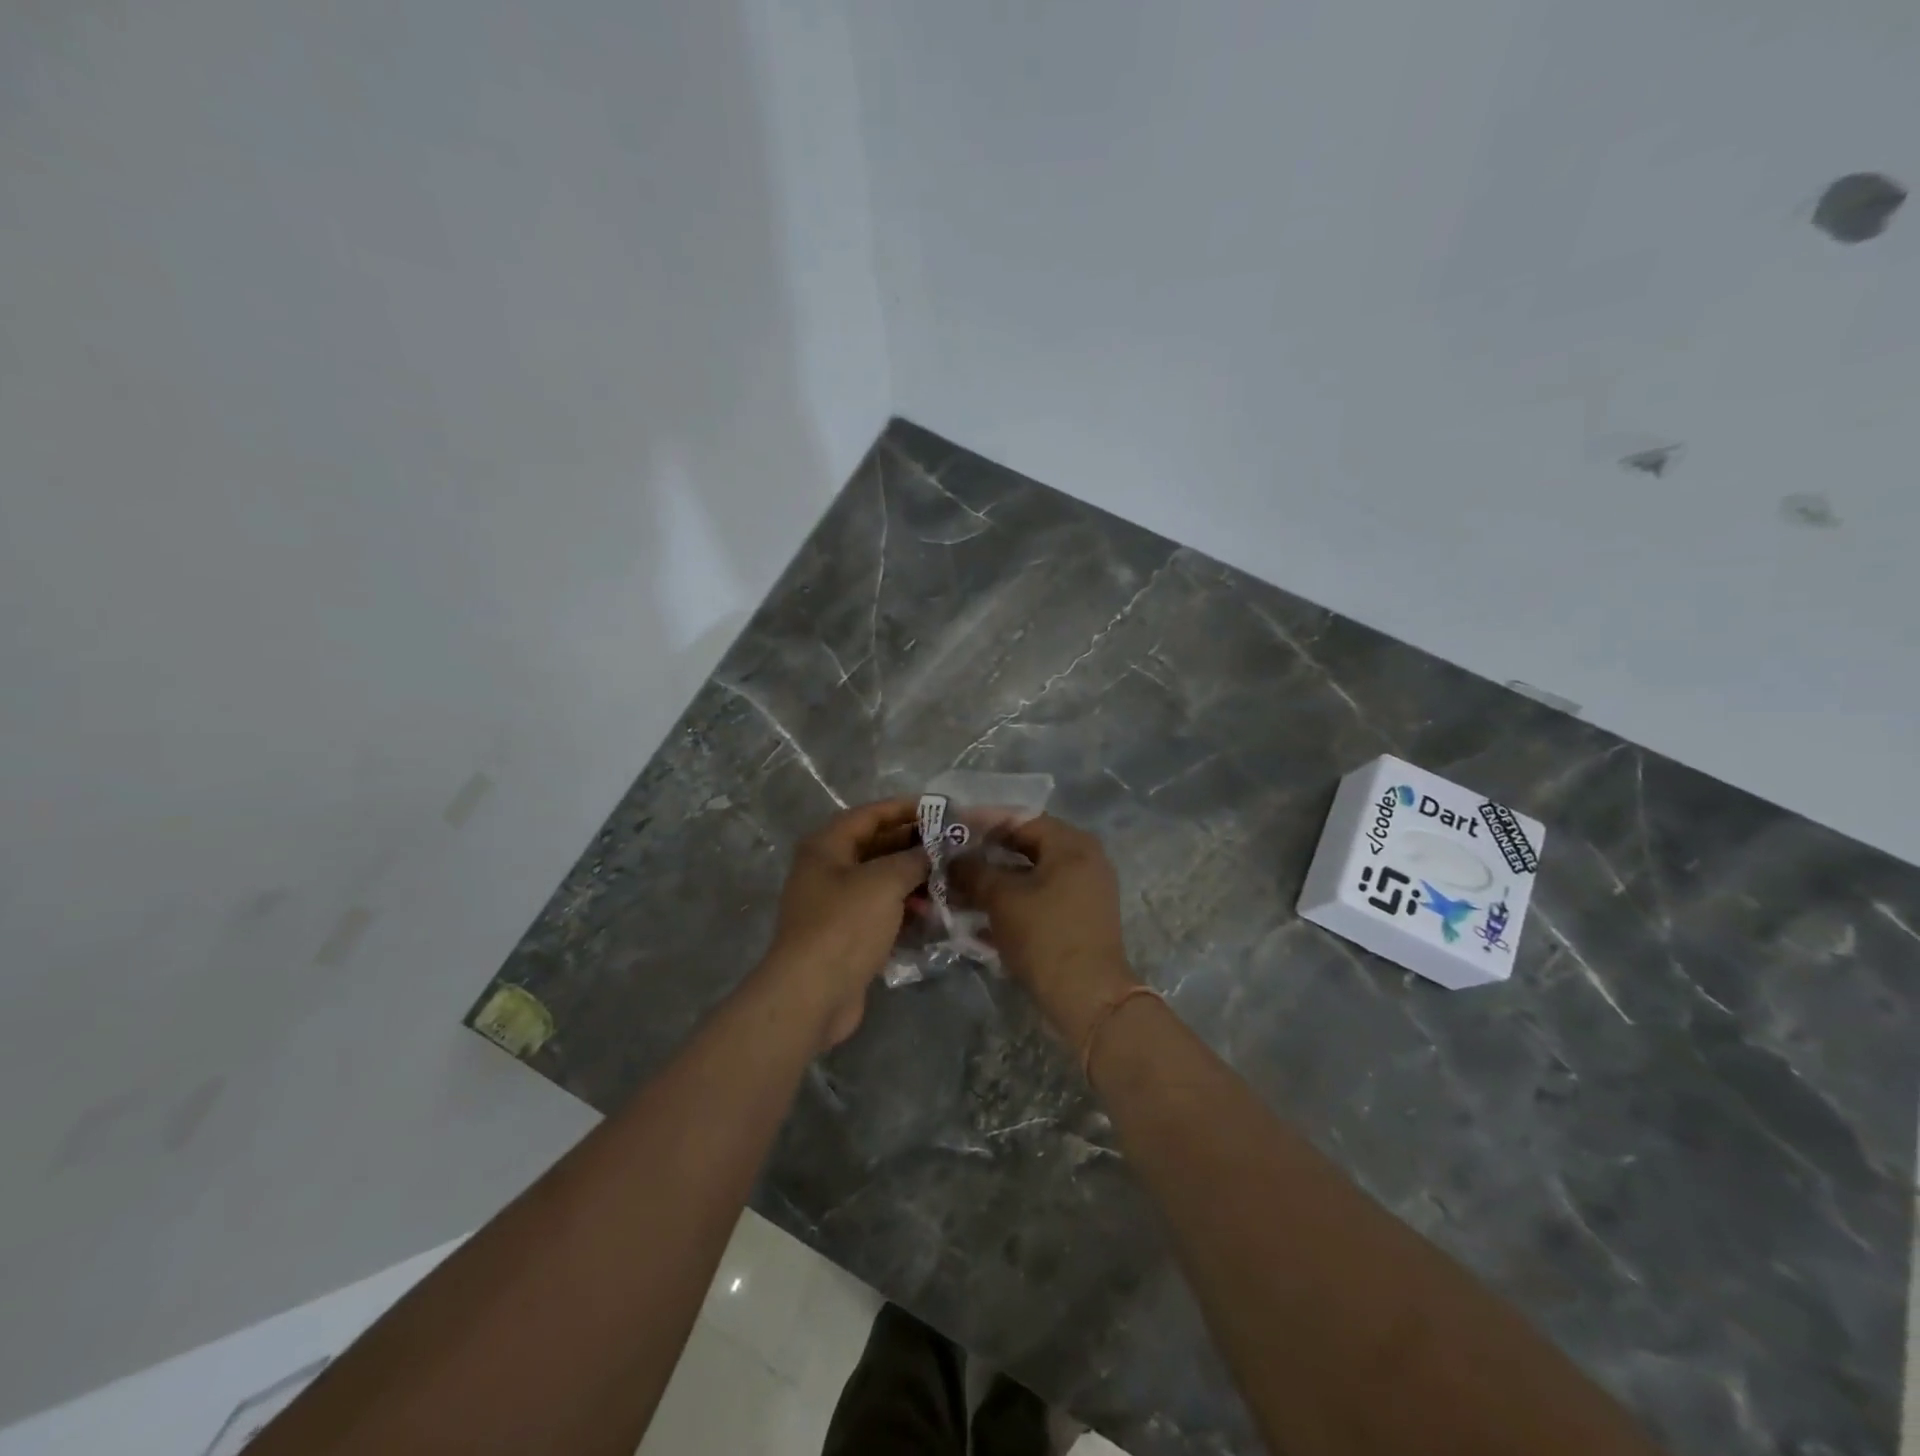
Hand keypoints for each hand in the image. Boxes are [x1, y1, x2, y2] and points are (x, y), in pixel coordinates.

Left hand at [760, 798, 927, 1048]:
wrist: (812, 995)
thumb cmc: (845, 925)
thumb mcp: (884, 882)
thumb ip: (913, 859)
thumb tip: (935, 850)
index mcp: (827, 846)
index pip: (871, 814)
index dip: (906, 808)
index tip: (942, 809)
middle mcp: (827, 869)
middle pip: (876, 846)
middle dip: (914, 845)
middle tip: (953, 846)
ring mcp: (835, 904)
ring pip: (881, 880)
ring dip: (913, 879)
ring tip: (949, 880)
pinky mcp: (846, 935)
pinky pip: (880, 910)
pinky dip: (904, 908)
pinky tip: (932, 912)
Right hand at [952, 815, 1138, 1045]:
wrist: (1088, 998)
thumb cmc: (1045, 936)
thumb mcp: (1002, 899)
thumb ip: (973, 871)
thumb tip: (952, 859)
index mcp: (1071, 844)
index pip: (1020, 818)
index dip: (982, 822)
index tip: (951, 828)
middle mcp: (1084, 859)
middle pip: (1026, 846)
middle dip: (986, 853)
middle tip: (951, 858)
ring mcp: (1084, 890)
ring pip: (1030, 874)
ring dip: (994, 880)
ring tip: (957, 888)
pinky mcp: (1079, 918)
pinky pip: (1039, 897)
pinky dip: (1011, 901)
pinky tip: (978, 914)